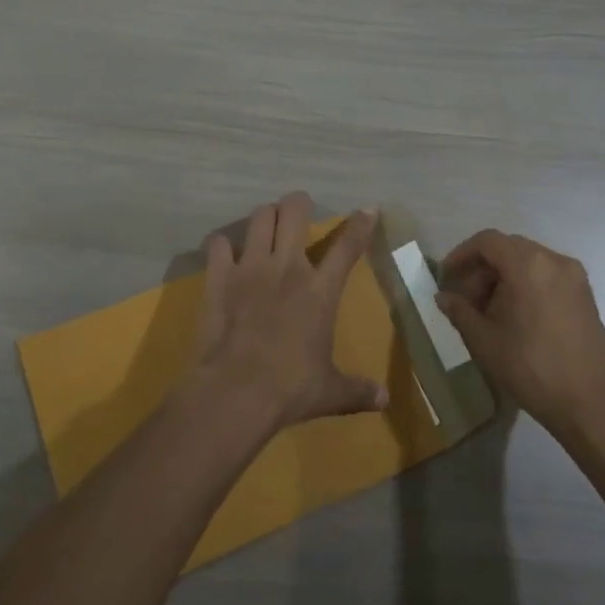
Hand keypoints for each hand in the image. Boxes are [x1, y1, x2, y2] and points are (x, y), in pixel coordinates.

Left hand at [191, 193, 387, 429]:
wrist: (236, 392)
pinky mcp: (219, 277)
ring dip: (266, 217)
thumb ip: (358, 390)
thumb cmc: (290, 389)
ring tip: (267, 224)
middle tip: (299, 209)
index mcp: (320, 291)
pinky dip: (223, 244)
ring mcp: (250, 268)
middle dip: (299, 204)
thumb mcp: (331, 392)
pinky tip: (226, 253)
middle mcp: (287, 268)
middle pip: (294, 212)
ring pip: (259, 218)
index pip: (347, 247)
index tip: (367, 210)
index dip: (360, 225)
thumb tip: (385, 401)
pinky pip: (218, 244)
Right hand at [435, 230, 604, 438]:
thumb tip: (443, 297)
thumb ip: (460, 312)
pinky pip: (546, 276)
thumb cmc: (532, 368)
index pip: (487, 241)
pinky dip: (525, 285)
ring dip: (503, 277)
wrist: (593, 404)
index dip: (461, 254)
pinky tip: (515, 316)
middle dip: (482, 269)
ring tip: (487, 311)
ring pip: (528, 262)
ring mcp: (574, 277)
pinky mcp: (585, 295)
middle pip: (509, 249)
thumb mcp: (485, 341)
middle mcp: (554, 261)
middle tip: (464, 299)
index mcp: (528, 264)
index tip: (446, 277)